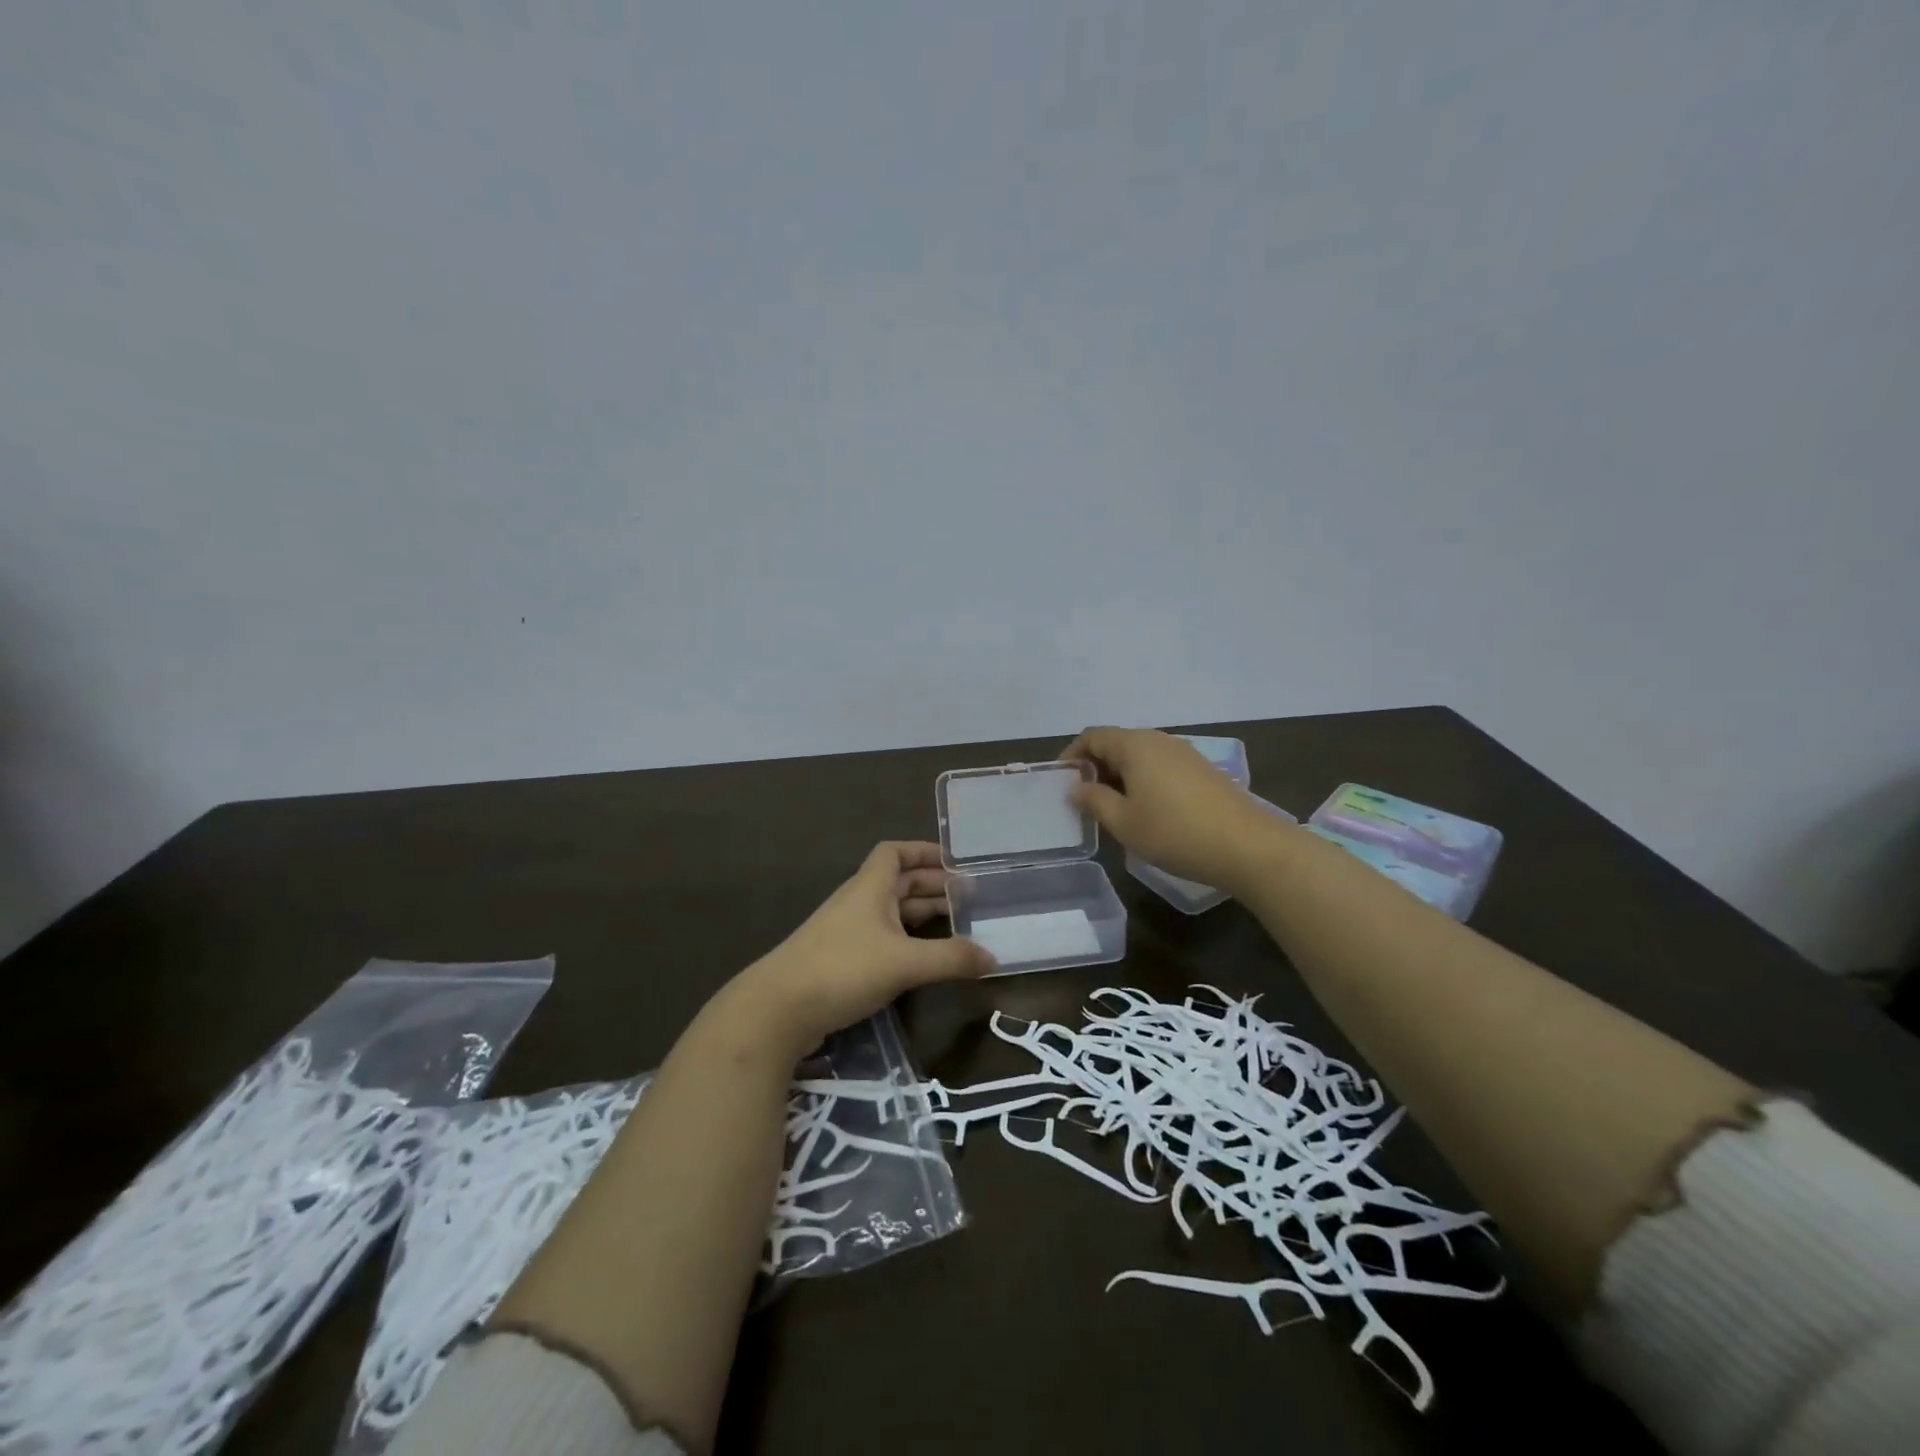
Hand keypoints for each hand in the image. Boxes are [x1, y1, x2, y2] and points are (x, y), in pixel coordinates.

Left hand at [736, 841, 995, 1051]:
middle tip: (970, 899)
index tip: (956, 862)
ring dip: (921, 916)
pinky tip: (924, 961)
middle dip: (933, 886)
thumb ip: (951, 958)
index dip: (924, 851)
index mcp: (870, 887)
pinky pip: (882, 940)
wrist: (777, 1010)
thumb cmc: (843, 969)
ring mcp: (847, 932)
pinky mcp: (840, 961)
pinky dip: (906, 942)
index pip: (895, 852)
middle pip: (898, 882)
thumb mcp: (905, 962)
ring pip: (891, 913)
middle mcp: (858, 902)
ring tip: (957, 927)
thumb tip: (993, 957)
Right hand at [1061, 727, 1287, 892]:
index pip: (1092, 736)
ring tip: (1114, 809)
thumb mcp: (1124, 822)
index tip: (1062, 783)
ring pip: (1140, 756)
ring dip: (1120, 776)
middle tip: (1085, 801)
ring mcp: (1185, 753)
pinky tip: (1148, 811)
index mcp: (1134, 745)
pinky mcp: (1202, 770)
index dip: (1071, 756)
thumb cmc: (1175, 832)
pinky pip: (1160, 767)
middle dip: (1095, 768)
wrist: (1248, 846)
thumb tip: (1077, 787)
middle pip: (1116, 743)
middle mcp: (1159, 740)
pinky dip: (1143, 781)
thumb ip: (1094, 800)